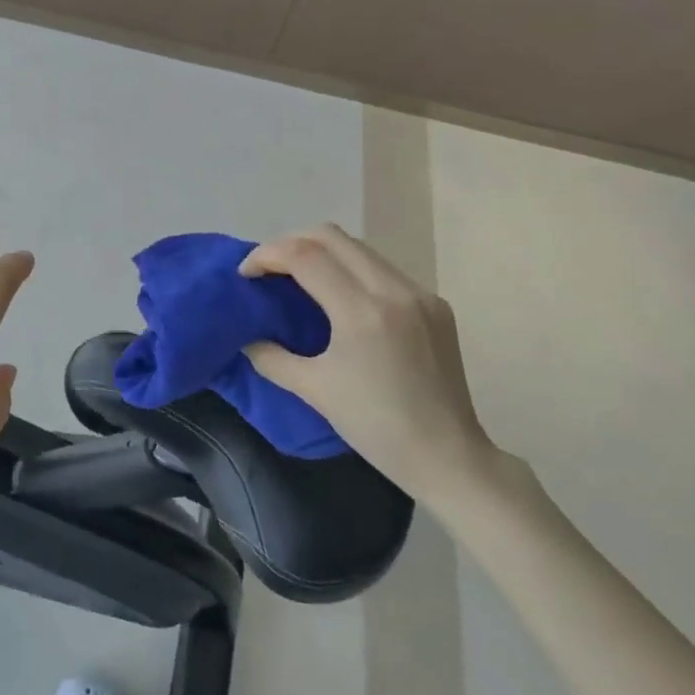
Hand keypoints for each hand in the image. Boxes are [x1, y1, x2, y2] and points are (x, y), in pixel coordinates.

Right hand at [241, 224, 498, 505]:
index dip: (267, 255)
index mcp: (362, 311)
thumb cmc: (376, 427)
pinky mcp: (435, 304)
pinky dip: (351, 269)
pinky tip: (340, 296)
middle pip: (331, 236)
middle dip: (290, 243)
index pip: (304, 255)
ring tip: (299, 277)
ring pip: (359, 248)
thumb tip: (247, 337)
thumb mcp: (314, 391)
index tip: (246, 274)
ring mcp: (420, 293)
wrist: (449, 458)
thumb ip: (271, 357)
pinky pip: (383, 269)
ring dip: (322, 252)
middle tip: (268, 268)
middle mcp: (393, 290)